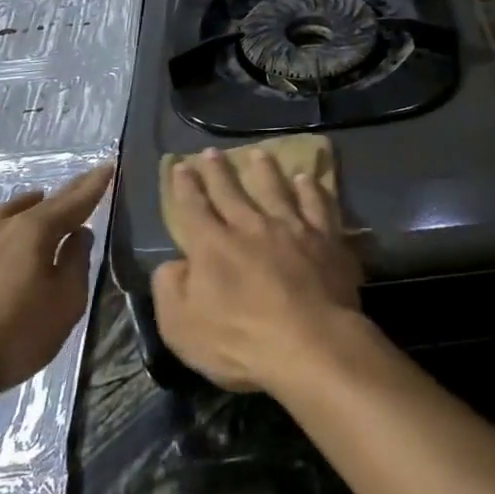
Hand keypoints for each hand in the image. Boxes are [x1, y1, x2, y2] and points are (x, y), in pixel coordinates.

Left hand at [0, 163, 112, 405]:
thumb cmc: (16, 333)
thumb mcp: (66, 301)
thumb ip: (76, 262)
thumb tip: (80, 235)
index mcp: (37, 231)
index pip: (75, 201)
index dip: (94, 186)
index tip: (109, 166)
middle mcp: (7, 228)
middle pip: (45, 203)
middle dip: (70, 190)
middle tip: (89, 176)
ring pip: (13, 213)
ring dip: (34, 203)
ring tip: (43, 197)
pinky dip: (10, 221)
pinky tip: (8, 233)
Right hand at [151, 148, 366, 392]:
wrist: (310, 342)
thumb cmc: (240, 341)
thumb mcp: (182, 327)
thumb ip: (169, 290)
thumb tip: (172, 264)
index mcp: (212, 246)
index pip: (193, 208)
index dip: (185, 187)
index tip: (182, 166)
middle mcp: (250, 226)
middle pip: (231, 192)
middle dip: (218, 171)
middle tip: (212, 152)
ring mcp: (290, 228)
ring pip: (274, 189)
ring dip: (265, 170)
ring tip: (259, 154)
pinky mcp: (325, 237)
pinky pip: (316, 204)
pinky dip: (310, 190)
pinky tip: (307, 179)